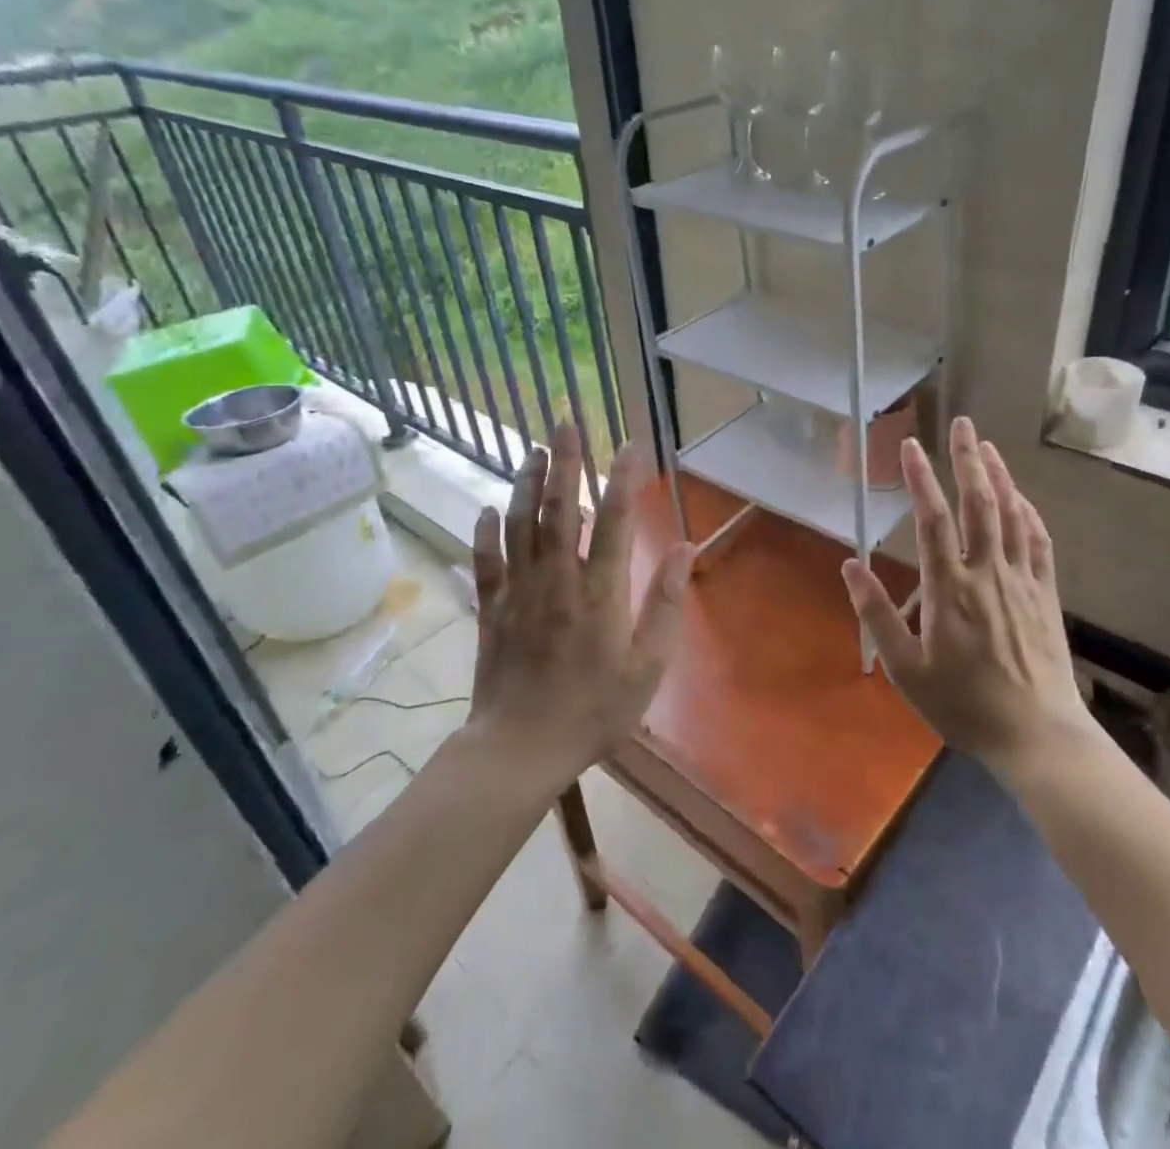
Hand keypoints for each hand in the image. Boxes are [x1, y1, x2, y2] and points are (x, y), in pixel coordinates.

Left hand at [467, 422, 693, 781]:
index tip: (630, 443)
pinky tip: (487, 508)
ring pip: (520, 525)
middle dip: (566, 461)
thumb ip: (665, 604)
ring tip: (534, 450)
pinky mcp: (491, 610)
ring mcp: (519, 592)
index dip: (623, 478)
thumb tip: (684, 549)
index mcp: (599, 592)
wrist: (520, 749)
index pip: (614, 520)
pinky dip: (485, 532)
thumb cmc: (594, 711)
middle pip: (560, 508)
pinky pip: (485, 561)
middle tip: (566, 421)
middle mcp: (557, 579)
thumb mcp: (647, 666)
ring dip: (527, 484)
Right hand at [842, 417, 1094, 769]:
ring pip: (1012, 515)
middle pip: (979, 503)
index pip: (932, 520)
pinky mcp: (1045, 594)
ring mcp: (1022, 580)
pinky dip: (1028, 512)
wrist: (1036, 734)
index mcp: (949, 588)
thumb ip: (876, 614)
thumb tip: (850, 566)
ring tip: (989, 447)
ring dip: (1000, 476)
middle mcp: (987, 572)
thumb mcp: (906, 669)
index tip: (910, 446)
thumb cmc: (963, 704)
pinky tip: (1021, 499)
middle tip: (962, 423)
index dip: (920, 478)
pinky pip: (1038, 541)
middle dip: (969, 459)